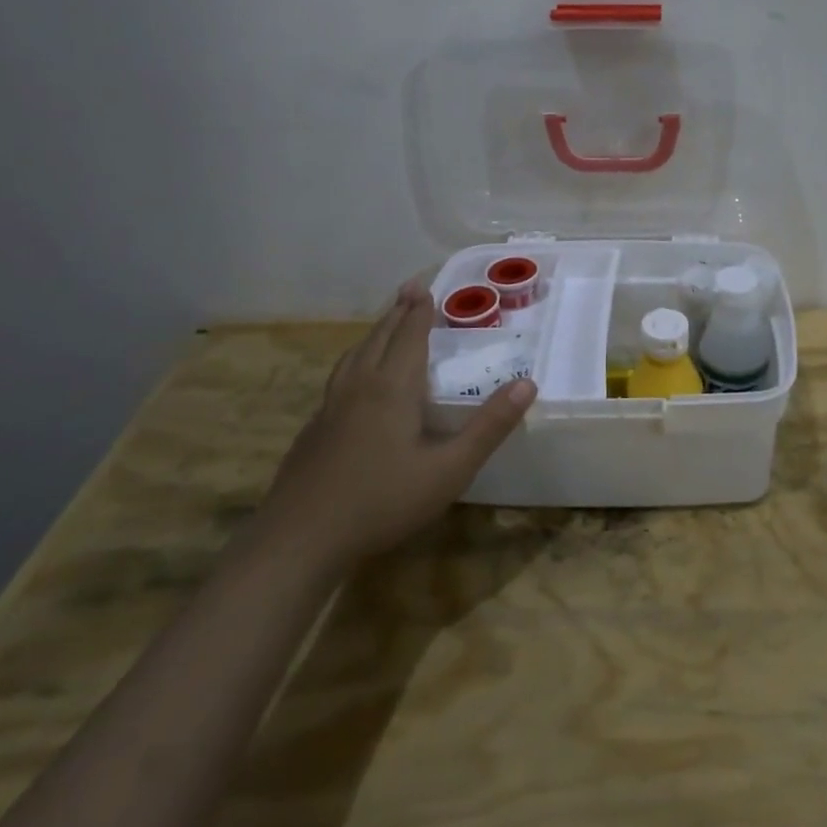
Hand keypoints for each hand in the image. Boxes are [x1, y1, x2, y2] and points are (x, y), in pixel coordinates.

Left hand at [259, 281, 534, 574]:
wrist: (299, 539)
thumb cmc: (382, 501)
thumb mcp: (449, 469)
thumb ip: (489, 427)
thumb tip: (527, 384)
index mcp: (392, 389)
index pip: (408, 337)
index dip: (420, 312)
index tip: (425, 287)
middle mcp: (358, 388)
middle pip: (378, 339)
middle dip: (397, 313)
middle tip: (409, 291)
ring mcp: (329, 409)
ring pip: (353, 358)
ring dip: (373, 334)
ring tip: (383, 327)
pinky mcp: (313, 432)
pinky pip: (339, 380)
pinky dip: (354, 363)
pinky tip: (354, 385)